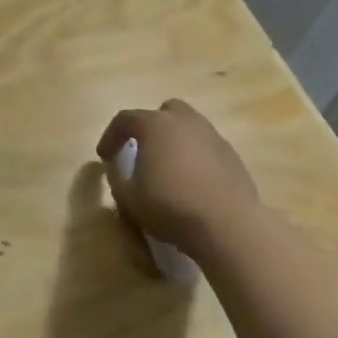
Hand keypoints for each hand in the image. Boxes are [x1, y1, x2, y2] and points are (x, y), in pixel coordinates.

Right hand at [96, 99, 263, 261]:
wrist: (228, 225)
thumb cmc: (171, 207)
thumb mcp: (129, 199)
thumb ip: (117, 179)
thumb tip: (116, 168)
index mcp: (155, 125)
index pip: (125, 120)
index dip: (110, 136)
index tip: (105, 156)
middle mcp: (185, 121)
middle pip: (164, 112)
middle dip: (150, 127)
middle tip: (143, 151)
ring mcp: (212, 136)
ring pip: (189, 127)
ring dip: (175, 141)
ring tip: (169, 168)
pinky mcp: (232, 155)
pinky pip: (206, 147)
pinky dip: (196, 157)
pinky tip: (193, 182)